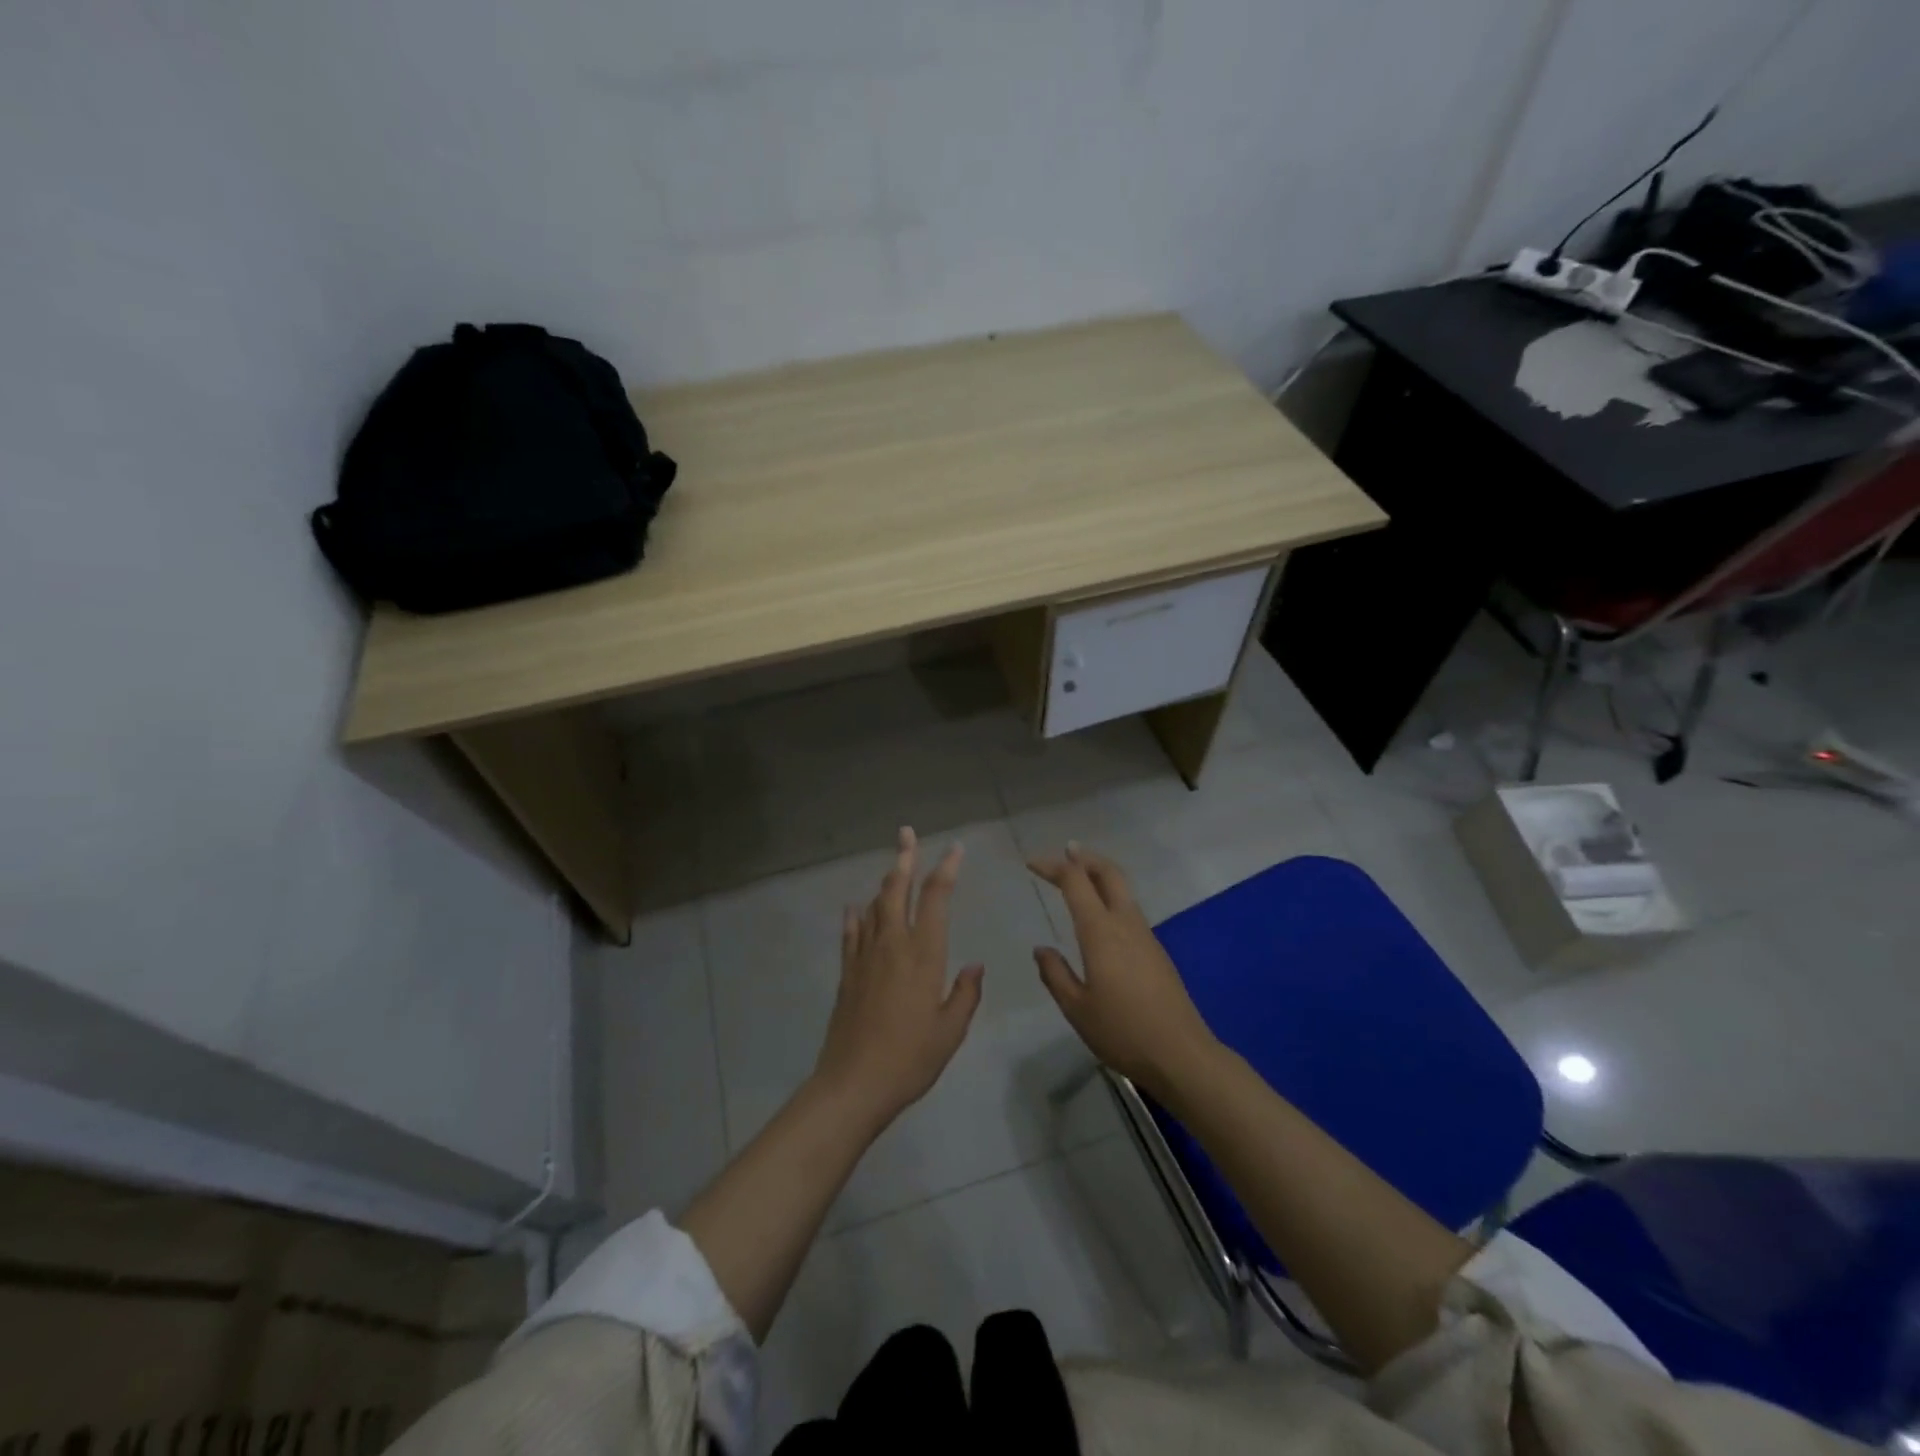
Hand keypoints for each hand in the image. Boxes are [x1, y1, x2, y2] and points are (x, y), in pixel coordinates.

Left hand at [812, 827, 984, 1129]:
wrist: (853, 1083)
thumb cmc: (910, 1059)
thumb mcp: (950, 1031)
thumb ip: (965, 994)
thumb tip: (974, 966)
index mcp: (924, 955)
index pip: (936, 898)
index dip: (946, 869)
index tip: (955, 849)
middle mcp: (893, 945)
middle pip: (897, 890)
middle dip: (905, 857)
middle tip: (906, 833)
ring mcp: (865, 956)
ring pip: (875, 906)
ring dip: (885, 882)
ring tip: (893, 865)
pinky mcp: (847, 972)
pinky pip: (851, 933)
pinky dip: (855, 916)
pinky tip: (855, 908)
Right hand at [1028, 844, 1218, 1098]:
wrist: (1181, 1055)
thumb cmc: (1122, 1032)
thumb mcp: (1076, 1008)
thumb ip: (1055, 974)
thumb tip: (1042, 949)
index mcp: (1101, 932)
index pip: (1075, 882)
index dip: (1053, 866)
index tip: (1031, 863)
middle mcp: (1125, 924)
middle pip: (1108, 873)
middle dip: (1085, 857)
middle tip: (1065, 851)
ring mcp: (1145, 935)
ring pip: (1122, 889)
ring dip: (1100, 874)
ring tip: (1080, 875)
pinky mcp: (1156, 951)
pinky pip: (1129, 909)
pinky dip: (1111, 896)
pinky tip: (1100, 915)